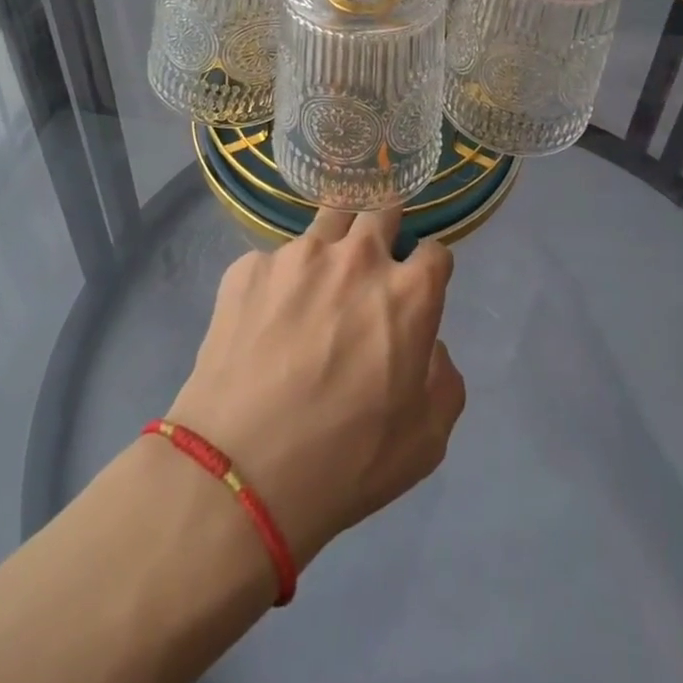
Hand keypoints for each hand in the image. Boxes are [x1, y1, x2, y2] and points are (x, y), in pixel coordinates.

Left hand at [166, 209, 464, 568]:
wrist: (240, 472)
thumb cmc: (346, 463)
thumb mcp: (427, 439)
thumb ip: (443, 377)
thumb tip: (426, 344)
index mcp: (408, 292)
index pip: (435, 251)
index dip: (429, 269)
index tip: (417, 289)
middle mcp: (357, 257)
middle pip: (382, 211)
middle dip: (385, 232)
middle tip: (371, 268)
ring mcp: (298, 255)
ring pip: (327, 222)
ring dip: (334, 244)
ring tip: (317, 284)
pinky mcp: (248, 267)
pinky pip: (275, 260)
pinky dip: (280, 281)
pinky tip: (265, 320)